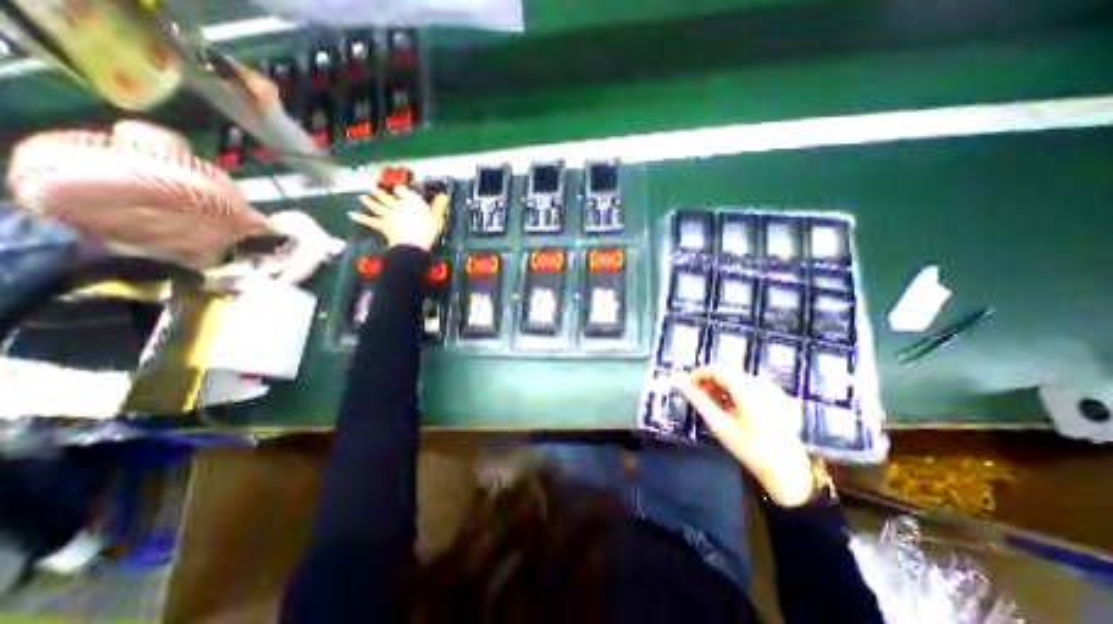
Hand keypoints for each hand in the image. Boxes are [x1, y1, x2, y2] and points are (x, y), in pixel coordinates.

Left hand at [348, 186, 449, 250]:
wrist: (412, 243)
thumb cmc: (428, 231)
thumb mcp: (438, 218)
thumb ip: (439, 206)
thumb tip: (444, 195)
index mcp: (410, 202)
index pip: (403, 191)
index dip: (400, 190)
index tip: (398, 189)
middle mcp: (397, 205)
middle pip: (387, 197)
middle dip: (380, 193)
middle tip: (372, 187)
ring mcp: (388, 215)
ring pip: (377, 206)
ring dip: (369, 201)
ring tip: (361, 196)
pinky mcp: (382, 225)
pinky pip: (369, 221)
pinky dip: (359, 218)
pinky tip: (350, 215)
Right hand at [673, 368, 813, 509]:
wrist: (787, 472)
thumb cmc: (749, 449)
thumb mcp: (719, 425)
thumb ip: (699, 401)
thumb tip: (681, 383)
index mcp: (747, 390)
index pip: (718, 369)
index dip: (700, 374)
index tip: (688, 384)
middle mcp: (761, 385)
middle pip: (729, 373)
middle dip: (711, 381)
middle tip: (698, 395)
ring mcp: (773, 390)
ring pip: (739, 378)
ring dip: (723, 386)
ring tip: (714, 403)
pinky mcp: (780, 397)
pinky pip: (752, 385)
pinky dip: (737, 391)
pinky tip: (733, 407)